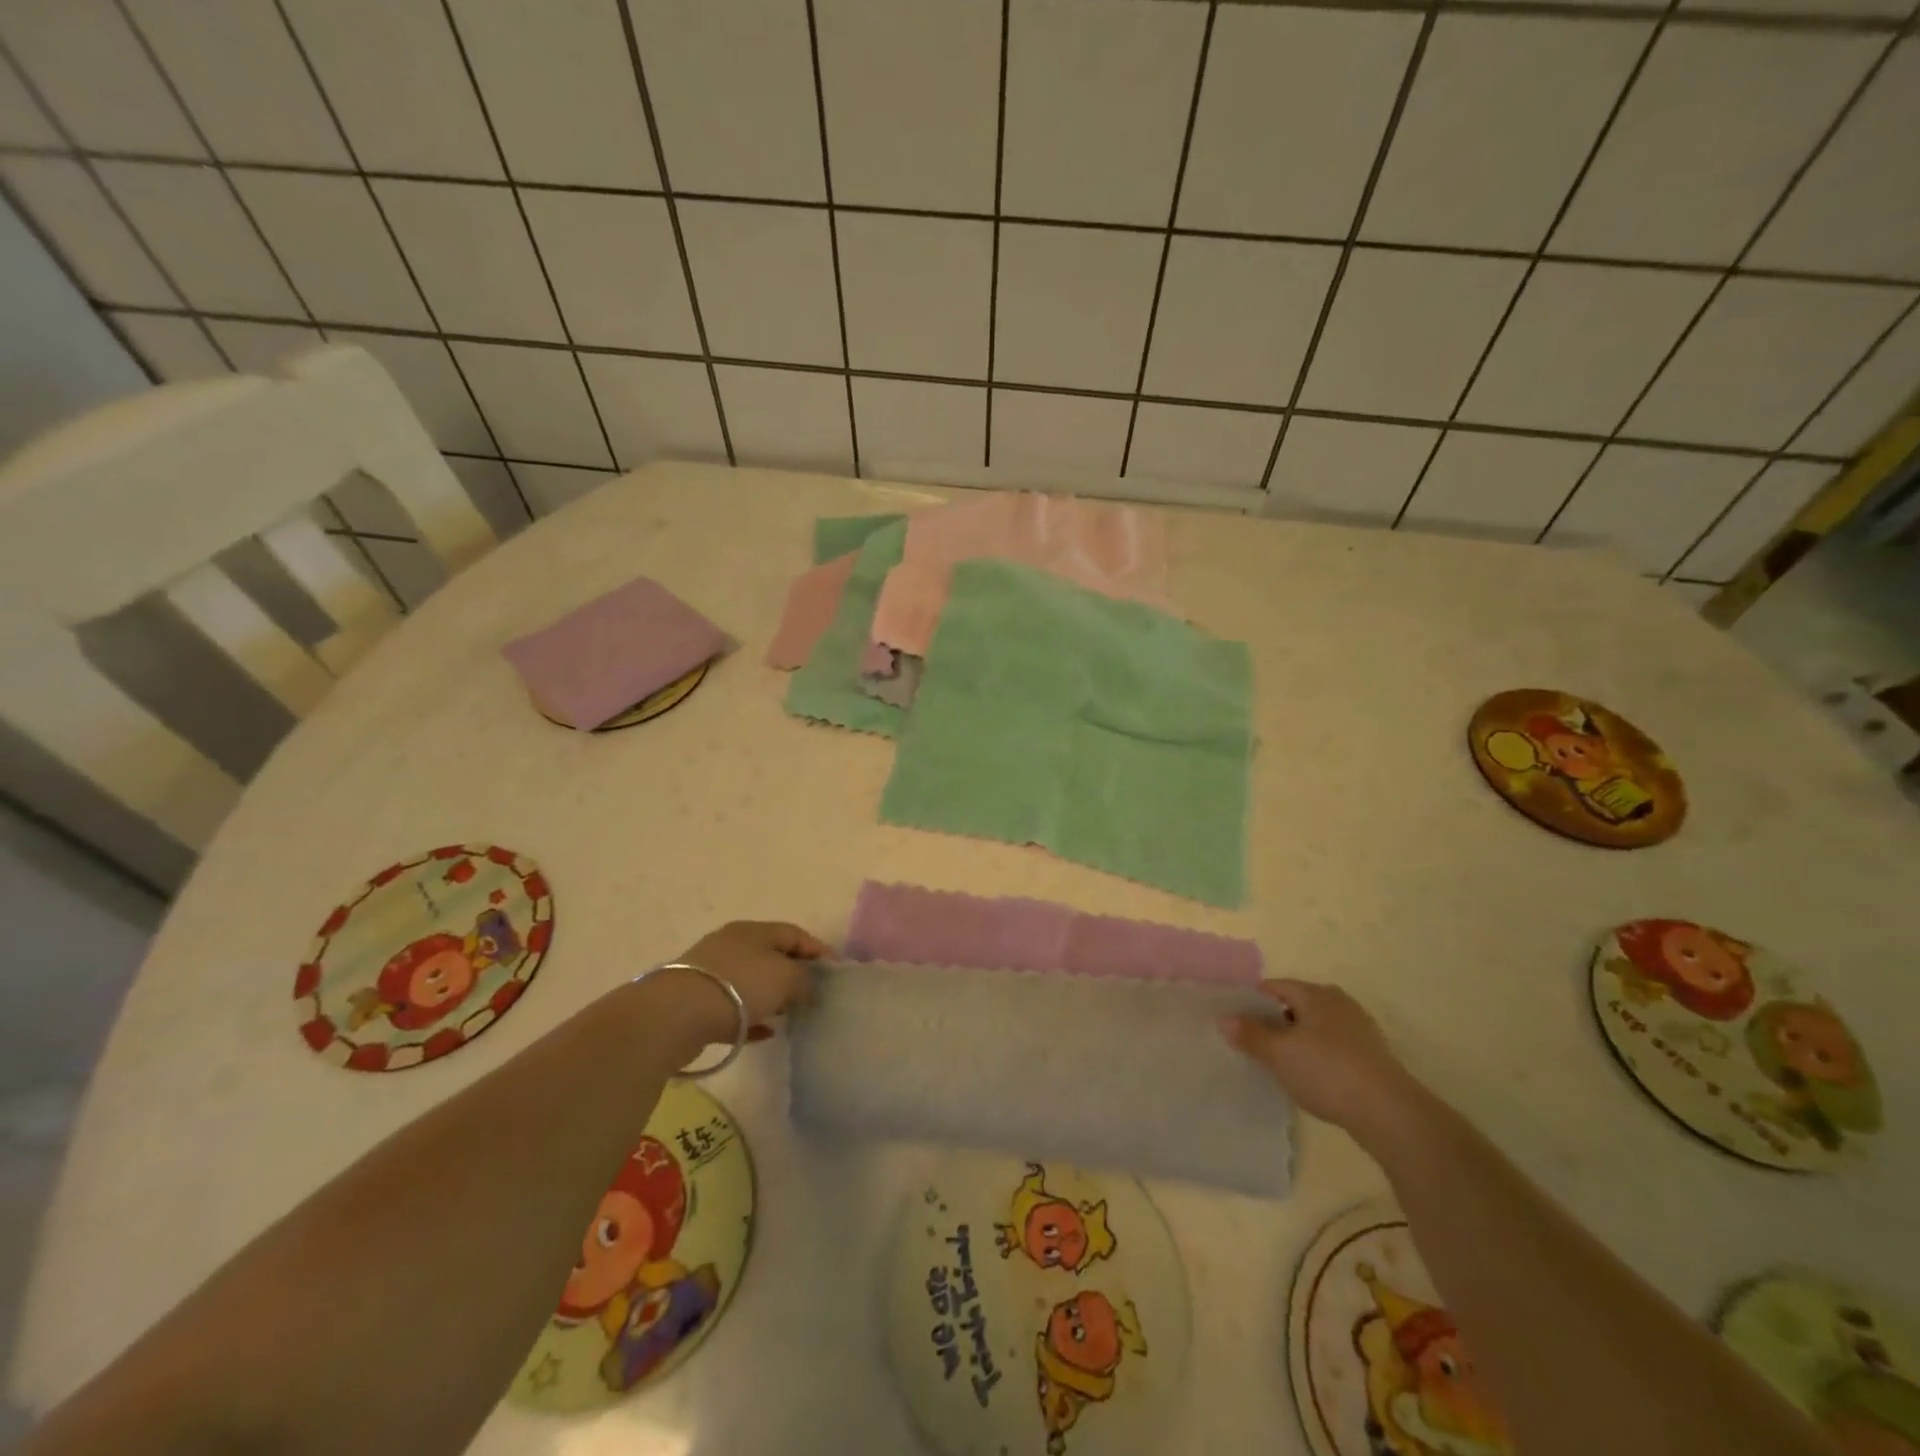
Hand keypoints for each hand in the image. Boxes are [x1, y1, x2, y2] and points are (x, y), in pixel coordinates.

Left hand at [671, 920, 830, 1042]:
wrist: (677, 1015)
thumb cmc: (740, 985)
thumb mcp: (785, 977)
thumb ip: (806, 981)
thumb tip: (811, 988)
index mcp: (753, 931)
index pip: (794, 934)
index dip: (818, 950)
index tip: (835, 972)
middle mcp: (731, 945)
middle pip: (771, 956)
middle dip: (794, 974)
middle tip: (813, 995)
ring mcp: (711, 974)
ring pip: (751, 982)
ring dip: (772, 997)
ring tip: (790, 1015)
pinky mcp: (697, 1003)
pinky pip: (733, 1009)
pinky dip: (752, 1019)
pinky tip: (766, 1034)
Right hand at [1219, 980, 1430, 1148]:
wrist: (1389, 1112)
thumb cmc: (1327, 1071)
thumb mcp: (1279, 1053)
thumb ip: (1250, 1034)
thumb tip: (1224, 1019)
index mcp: (1315, 993)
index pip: (1273, 987)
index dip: (1251, 1002)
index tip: (1235, 1022)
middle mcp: (1339, 1003)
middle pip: (1295, 1006)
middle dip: (1273, 1022)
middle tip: (1252, 1044)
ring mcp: (1359, 1029)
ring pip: (1314, 1028)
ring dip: (1295, 1041)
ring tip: (1278, 1063)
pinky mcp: (1371, 1055)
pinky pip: (1332, 1047)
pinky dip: (1316, 1056)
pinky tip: (1310, 1077)